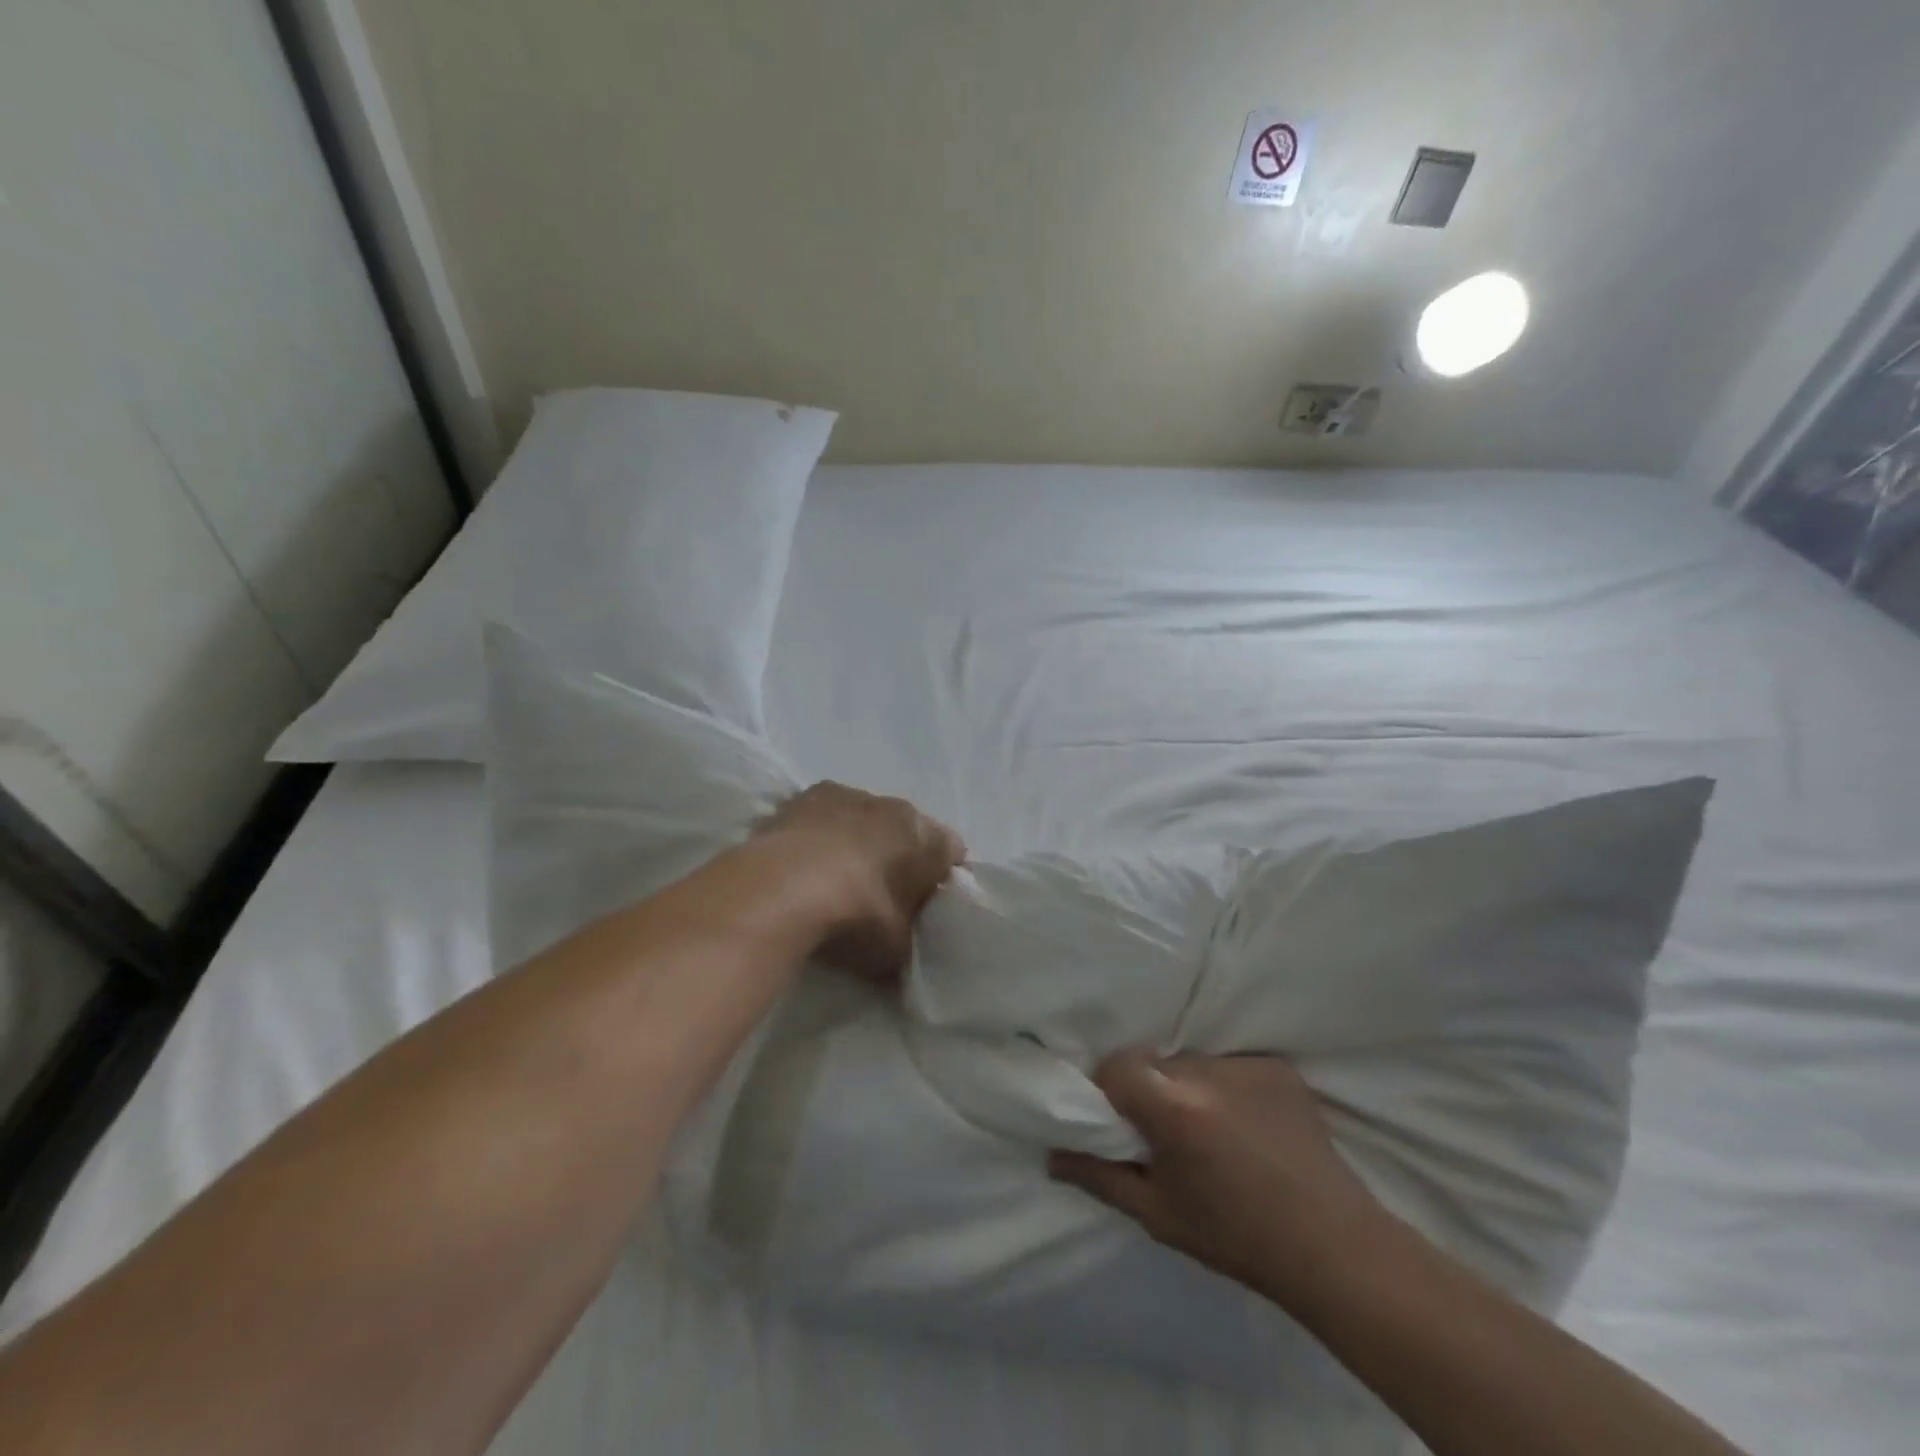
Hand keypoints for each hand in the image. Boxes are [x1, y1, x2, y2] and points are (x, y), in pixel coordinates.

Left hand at [756, 782, 965, 981]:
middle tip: (882, 895)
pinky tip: (802, 865)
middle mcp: (892, 806)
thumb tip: (904, 947)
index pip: (951, 852)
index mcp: (925, 835)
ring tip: (835, 879)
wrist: (782, 890)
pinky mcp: (801, 797)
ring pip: (862, 818)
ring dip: (855, 841)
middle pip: (904, 831)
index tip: (925, 904)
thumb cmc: (856, 916)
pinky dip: (818, 836)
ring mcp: (845, 796)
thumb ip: (906, 939)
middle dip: (897, 856)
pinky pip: (822, 818)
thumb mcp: (895, 948)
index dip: (940, 878)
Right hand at [1049, 1053, 1385, 1306]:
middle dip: (1152, 1091)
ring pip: (1193, 1062)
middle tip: (1168, 1135)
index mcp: (1176, 1110)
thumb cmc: (1237, 1237)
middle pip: (1157, 1063)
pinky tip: (1246, 1124)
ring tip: (1213, 1132)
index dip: (1112, 1090)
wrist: (1334, 1247)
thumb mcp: (1159, 1215)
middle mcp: (1209, 1073)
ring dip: (1190, 1087)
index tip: (1123, 1122)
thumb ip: (1100, 1177)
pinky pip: (1230, 1065)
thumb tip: (1051, 1154)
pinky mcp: (1278, 1066)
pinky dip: (1227, 1087)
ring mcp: (1248, 1065)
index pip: (1118, 1066)